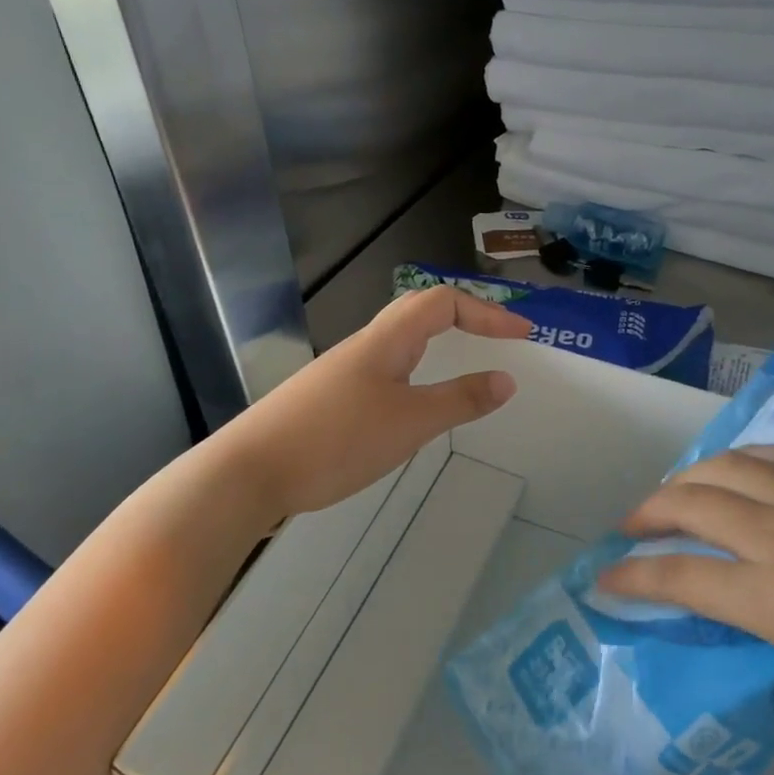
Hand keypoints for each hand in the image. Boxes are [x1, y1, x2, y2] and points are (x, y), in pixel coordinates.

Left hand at [218, 287, 529, 519]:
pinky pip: (385, 370)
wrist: (249, 472)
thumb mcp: (410, 422)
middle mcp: (364, 345)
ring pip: (400, 343)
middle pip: (419, 312)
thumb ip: (460, 399)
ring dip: (439, 344)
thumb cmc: (336, 440)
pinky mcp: (329, 399)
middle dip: (465, 319)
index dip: (488, 313)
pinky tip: (415, 407)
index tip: (524, 335)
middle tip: (499, 339)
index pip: (444, 302)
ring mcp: (343, 372)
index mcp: (386, 340)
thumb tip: (507, 379)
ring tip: (465, 366)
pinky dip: (416, 373)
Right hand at [599, 446, 773, 754]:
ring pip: (734, 466)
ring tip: (675, 493)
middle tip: (629, 529)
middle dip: (649, 511)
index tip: (604, 579)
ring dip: (691, 475)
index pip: (685, 577)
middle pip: (696, 502)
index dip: (635, 576)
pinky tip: (749, 472)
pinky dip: (749, 459)